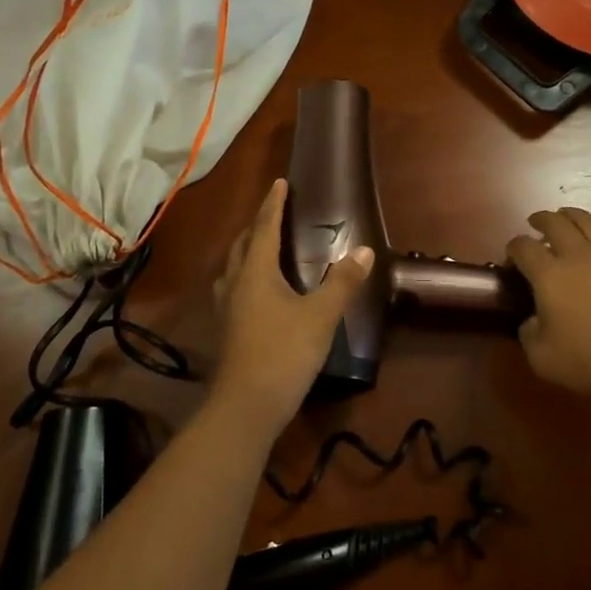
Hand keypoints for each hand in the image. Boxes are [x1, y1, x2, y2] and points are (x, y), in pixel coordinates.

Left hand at [211, 178, 374, 438]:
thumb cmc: (284, 352)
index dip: (273, 204)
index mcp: (255, 271)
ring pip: (233, 268)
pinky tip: (256, 292)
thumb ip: (342, 283)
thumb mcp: (321, 316)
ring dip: (247, 251)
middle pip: (243, 244)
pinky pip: (233, 289)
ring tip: (262, 247)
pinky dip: (245, 277)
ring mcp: (226, 309)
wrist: (245, 406)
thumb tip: (364, 251)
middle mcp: (235, 283)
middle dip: (257, 225)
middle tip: (274, 213)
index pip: (265, 227)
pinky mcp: (226, 331)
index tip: (279, 183)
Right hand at [507, 208, 590, 407]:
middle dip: (540, 220)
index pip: (522, 247)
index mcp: (548, 275)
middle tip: (535, 224)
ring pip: (587, 220)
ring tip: (565, 218)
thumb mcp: (542, 359)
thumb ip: (528, 334)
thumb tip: (531, 320)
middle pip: (554, 222)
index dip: (512, 248)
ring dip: (570, 215)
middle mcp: (577, 255)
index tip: (511, 259)